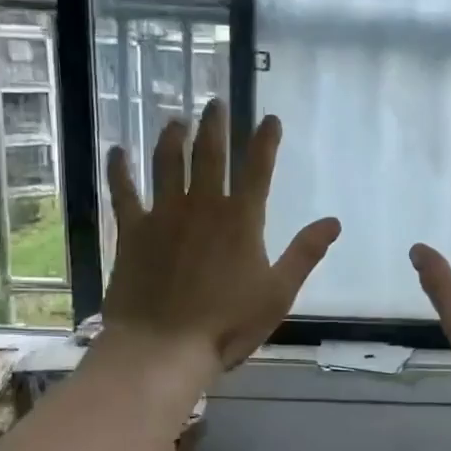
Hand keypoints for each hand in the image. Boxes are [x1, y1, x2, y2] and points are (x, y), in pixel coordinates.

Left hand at [101, 101, 340, 370]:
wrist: (163, 347)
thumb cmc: (227, 324)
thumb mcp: (278, 292)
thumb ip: (305, 253)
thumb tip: (333, 221)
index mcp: (241, 220)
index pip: (258, 169)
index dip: (266, 141)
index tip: (271, 118)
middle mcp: (202, 206)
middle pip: (209, 155)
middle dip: (215, 126)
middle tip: (214, 103)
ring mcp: (163, 216)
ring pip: (167, 164)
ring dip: (172, 138)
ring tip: (175, 120)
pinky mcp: (132, 232)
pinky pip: (124, 192)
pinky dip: (120, 170)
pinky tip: (116, 151)